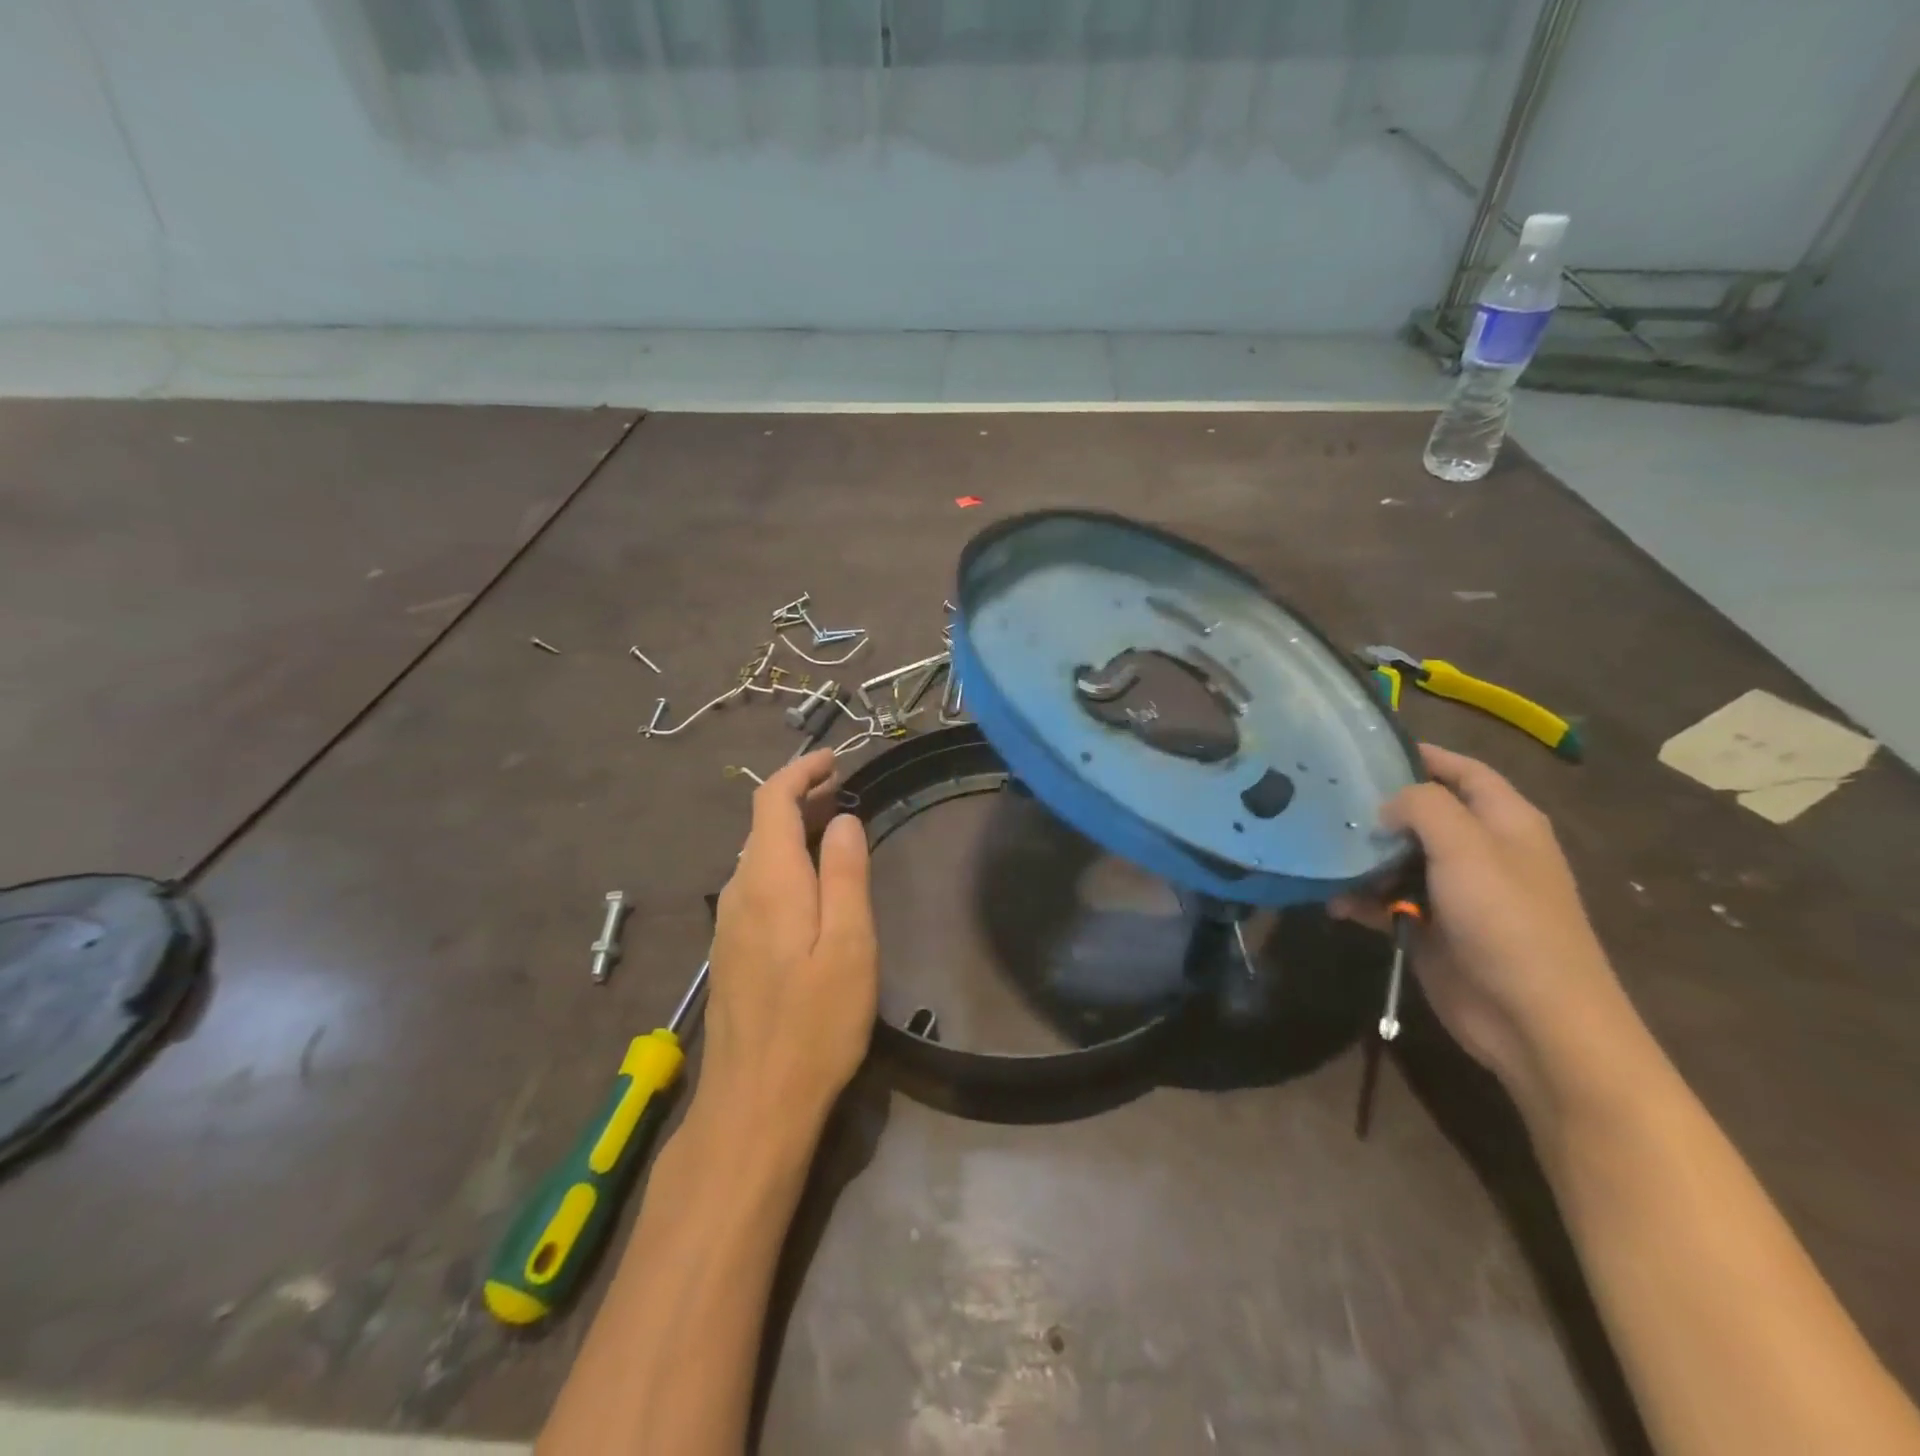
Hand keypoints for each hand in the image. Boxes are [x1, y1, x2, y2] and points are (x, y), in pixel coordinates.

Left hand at [701, 751, 877, 1129]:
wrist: (754, 1104)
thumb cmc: (815, 1023)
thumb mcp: (849, 944)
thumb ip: (845, 874)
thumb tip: (842, 820)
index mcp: (768, 881)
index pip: (771, 801)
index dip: (800, 772)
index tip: (834, 759)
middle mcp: (738, 892)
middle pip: (762, 824)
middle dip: (800, 796)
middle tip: (843, 786)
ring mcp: (729, 924)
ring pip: (758, 854)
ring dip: (793, 828)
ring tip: (833, 822)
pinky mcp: (731, 950)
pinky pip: (756, 883)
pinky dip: (784, 860)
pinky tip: (809, 879)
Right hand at [1332, 744, 1630, 1104]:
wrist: (1532, 1018)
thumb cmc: (1506, 919)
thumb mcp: (1467, 846)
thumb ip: (1423, 806)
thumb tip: (1385, 806)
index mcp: (1504, 821)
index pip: (1462, 770)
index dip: (1421, 755)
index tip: (1363, 749)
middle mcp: (1479, 850)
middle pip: (1421, 813)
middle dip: (1376, 807)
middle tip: (1323, 798)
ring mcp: (1454, 892)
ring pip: (1396, 858)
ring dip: (1360, 857)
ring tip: (1317, 849)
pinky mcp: (1429, 927)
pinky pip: (1385, 901)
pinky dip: (1360, 899)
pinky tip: (1332, 901)